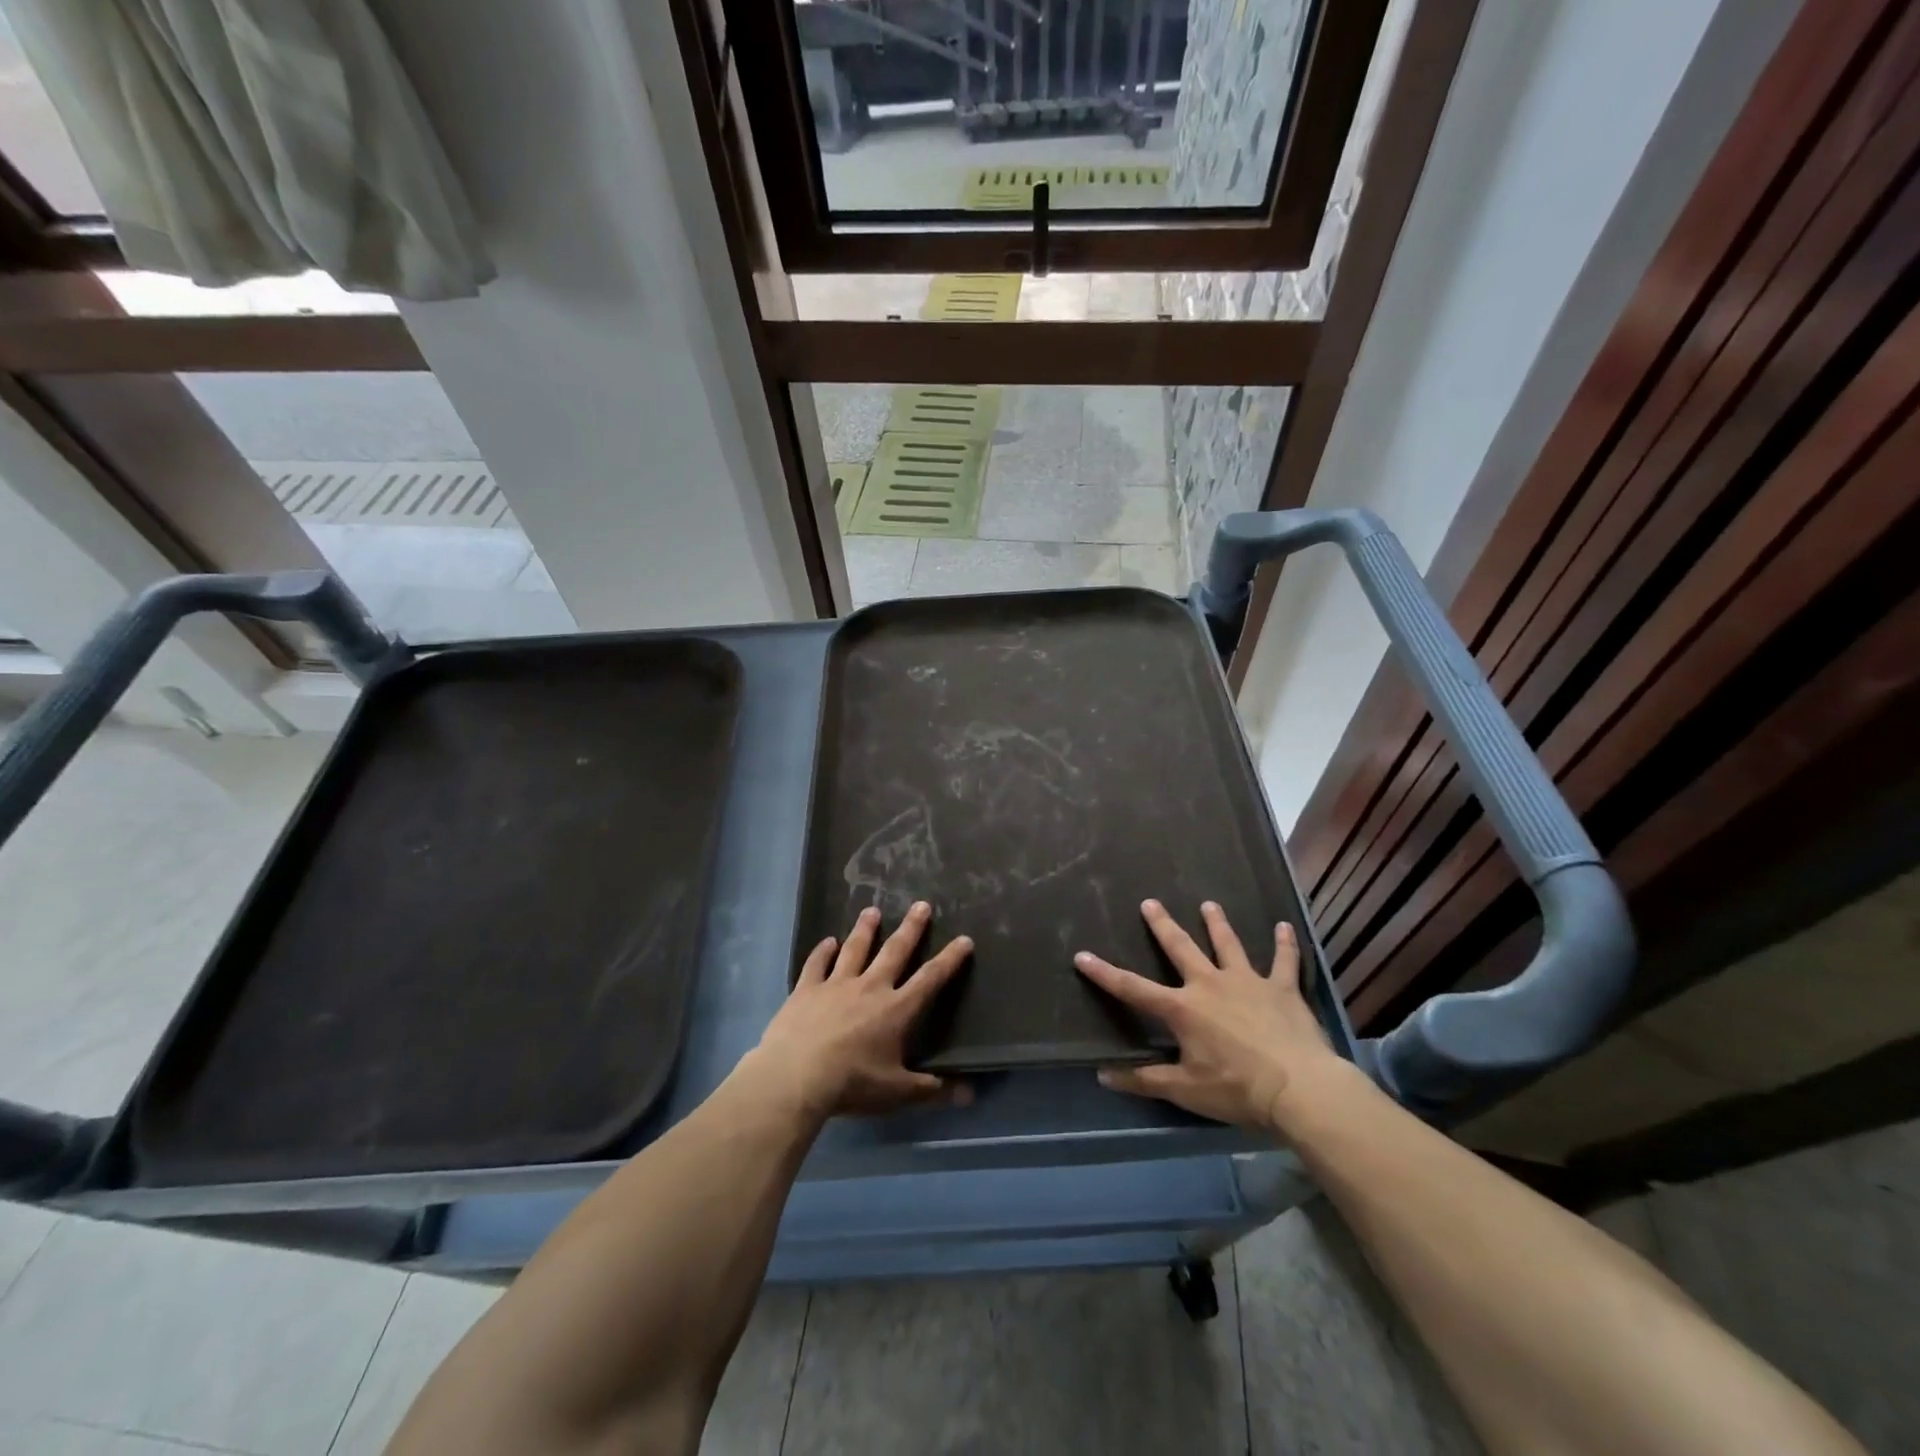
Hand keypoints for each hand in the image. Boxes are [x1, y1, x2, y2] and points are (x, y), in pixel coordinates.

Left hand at [748, 902, 973, 1120]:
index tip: (964, 939)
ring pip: (855, 949)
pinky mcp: (806, 989)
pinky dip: (822, 952)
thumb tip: (971, 1095)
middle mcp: (870, 987)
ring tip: (872, 910)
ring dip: (865, 929)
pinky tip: (827, 942)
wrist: (795, 1077)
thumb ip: (933, 1090)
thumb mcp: (898, 1093)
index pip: (930, 979)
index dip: (950, 959)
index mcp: (897, 1009)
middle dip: (911, 928)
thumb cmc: (852, 1084)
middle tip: (922, 904)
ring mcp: (836, 984)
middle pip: (895, 951)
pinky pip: (816, 964)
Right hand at [1074, 899, 1353, 1132]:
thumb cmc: (1236, 1089)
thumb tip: (1102, 1076)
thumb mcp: (1185, 1090)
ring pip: (1228, 945)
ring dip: (1217, 924)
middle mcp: (1210, 984)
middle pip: (1181, 948)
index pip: (1133, 989)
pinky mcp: (1283, 989)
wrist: (1299, 1088)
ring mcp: (1248, 982)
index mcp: (1183, 1009)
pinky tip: (1285, 926)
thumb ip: (1144, 1081)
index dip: (1105, 973)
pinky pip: (1284, 961)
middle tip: (1150, 902)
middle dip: (1162, 925)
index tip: (1082, 955)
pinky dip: (1285, 944)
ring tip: (1209, 904)